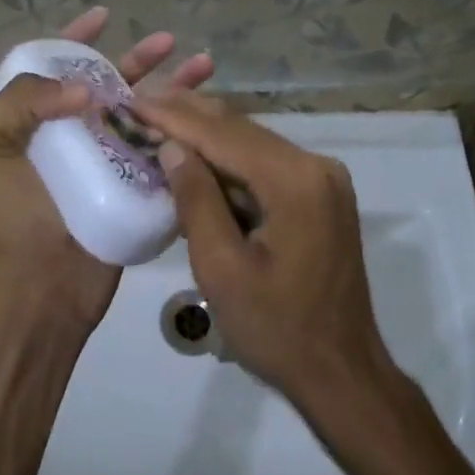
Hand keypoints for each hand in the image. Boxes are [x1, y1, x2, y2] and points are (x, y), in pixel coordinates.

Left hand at [0, 9, 212, 336]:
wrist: (41, 290)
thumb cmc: (9, 219)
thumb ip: (17, 102)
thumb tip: (84, 89)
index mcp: (25, 123)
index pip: (50, 66)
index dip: (75, 39)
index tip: (104, 16)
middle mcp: (65, 136)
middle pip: (105, 84)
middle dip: (136, 58)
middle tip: (169, 40)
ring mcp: (102, 162)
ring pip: (139, 112)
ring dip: (171, 88)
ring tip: (204, 66)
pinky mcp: (131, 187)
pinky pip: (158, 149)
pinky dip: (181, 130)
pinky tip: (205, 115)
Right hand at [136, 91, 391, 408]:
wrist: (341, 374)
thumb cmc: (276, 329)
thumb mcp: (222, 268)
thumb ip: (196, 200)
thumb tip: (172, 147)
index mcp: (296, 181)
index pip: (224, 135)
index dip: (174, 117)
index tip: (133, 101)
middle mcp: (317, 167)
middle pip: (241, 132)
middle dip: (189, 119)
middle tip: (140, 104)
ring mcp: (323, 182)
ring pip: (253, 147)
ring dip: (206, 140)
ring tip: (158, 124)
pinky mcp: (320, 198)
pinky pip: (266, 169)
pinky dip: (229, 166)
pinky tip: (195, 161)